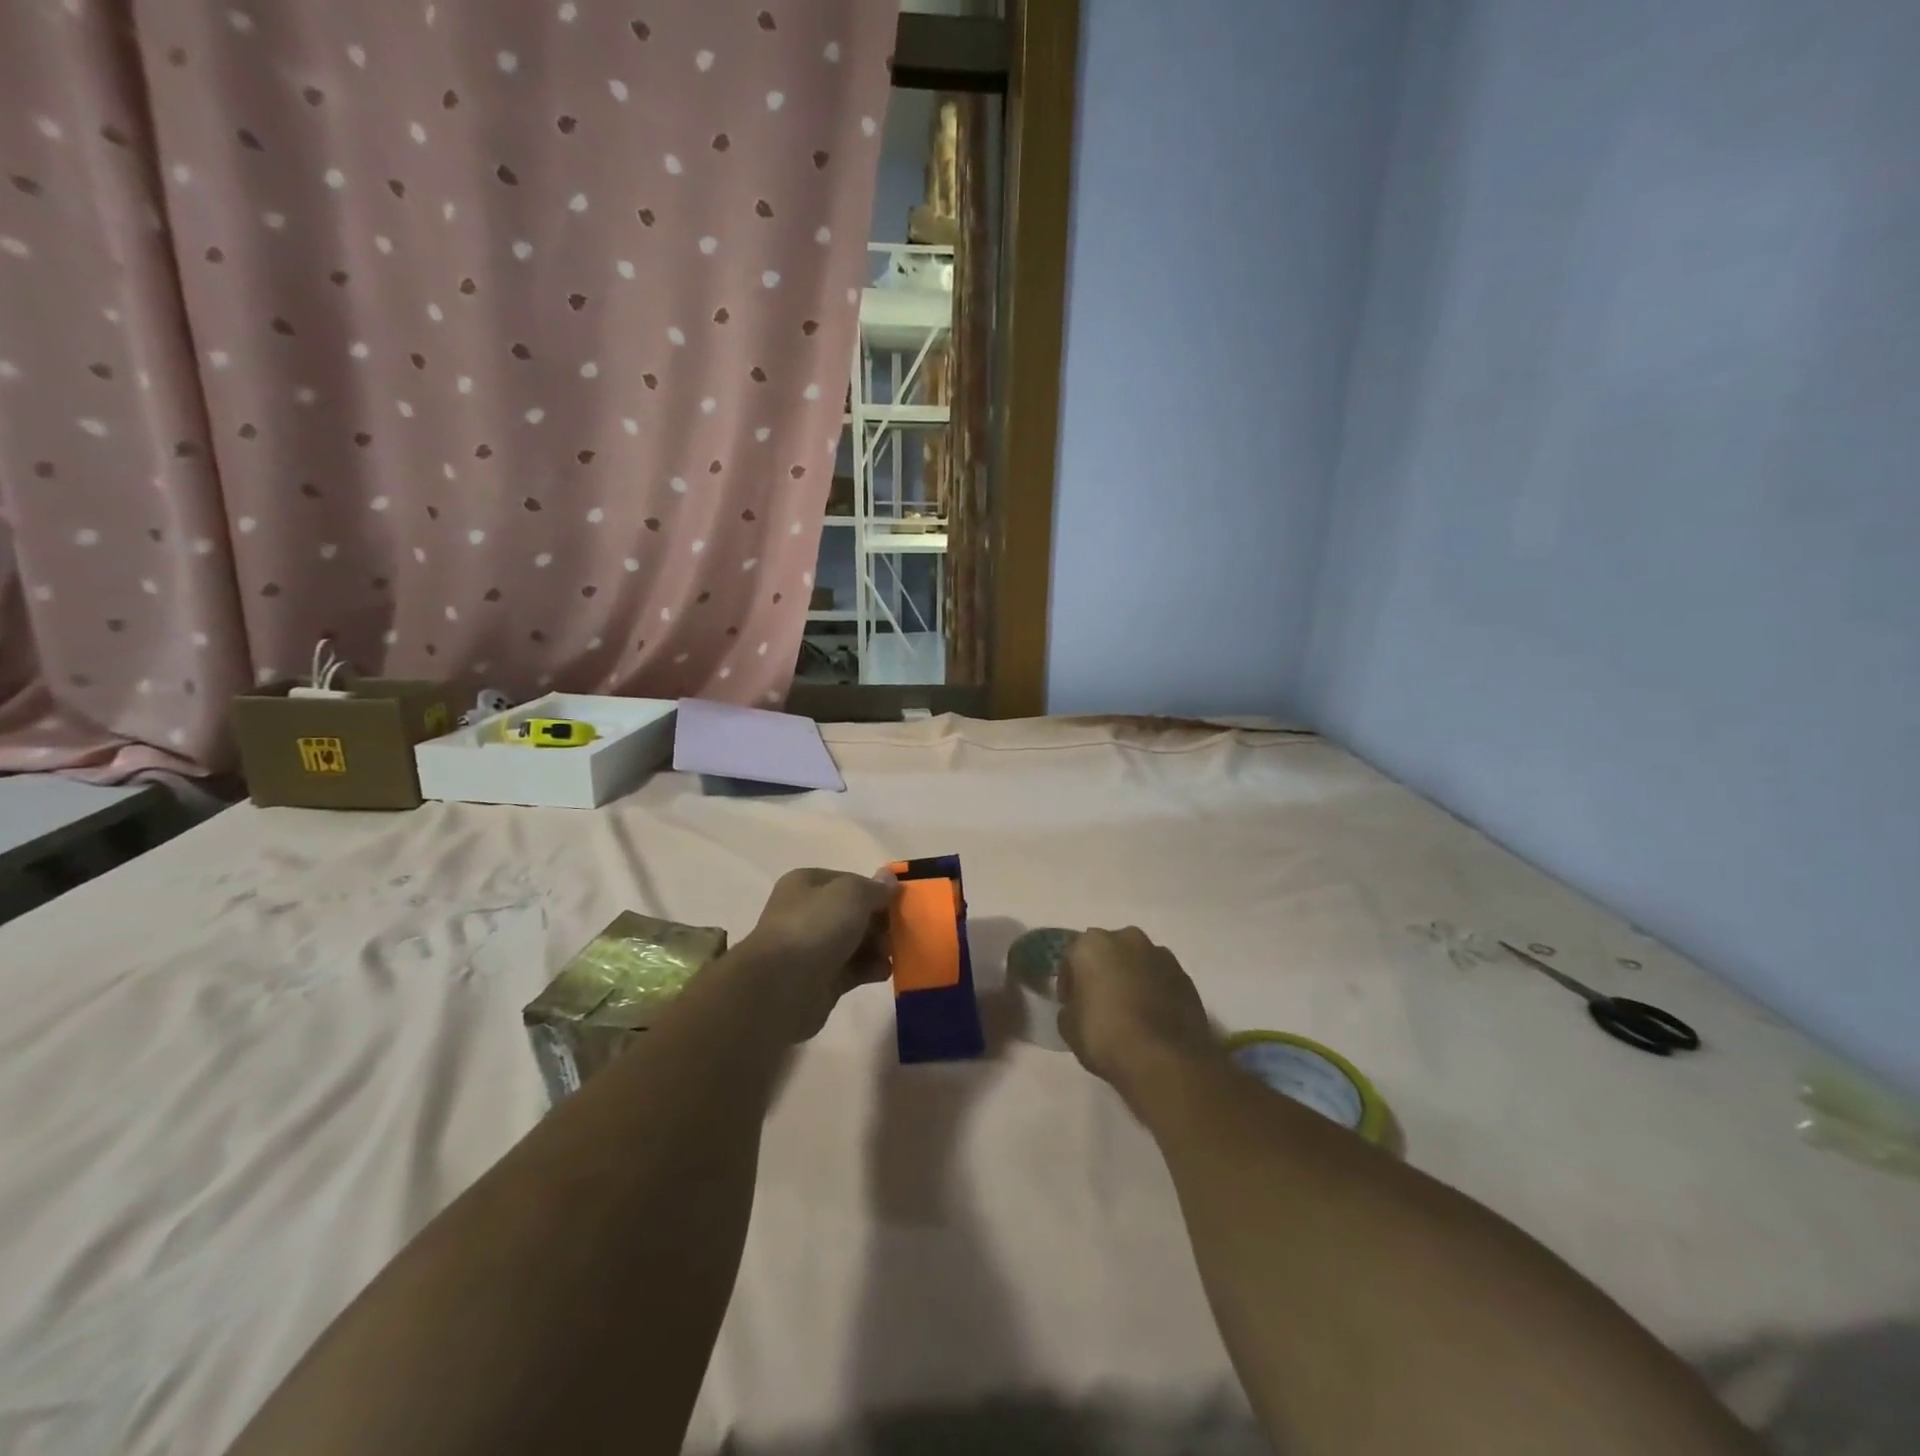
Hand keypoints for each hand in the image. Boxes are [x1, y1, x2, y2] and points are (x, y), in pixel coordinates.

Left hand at [738, 867, 896, 1040]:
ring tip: (891, 953)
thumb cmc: (815, 927)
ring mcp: (813, 948)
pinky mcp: (821, 980)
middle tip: (899, 931)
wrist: (780, 987)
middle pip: (854, 913)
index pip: (850, 881)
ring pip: (856, 942)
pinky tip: (883, 971)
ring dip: (878, 946)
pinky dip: (871, 969)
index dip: (876, 890)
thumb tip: (889, 878)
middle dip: (880, 921)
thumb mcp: (852, 894)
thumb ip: (875, 887)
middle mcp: (808, 913)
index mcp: (808, 884)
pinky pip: (854, 969)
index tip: (899, 903)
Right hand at [1057, 927, 1221, 1108]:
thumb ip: (1069, 1008)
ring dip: (1131, 978)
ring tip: (1130, 1011)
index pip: (1072, 957)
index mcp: (1092, 944)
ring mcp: (1161, 955)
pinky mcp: (1185, 976)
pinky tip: (1153, 1018)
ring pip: (1137, 962)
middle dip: (1102, 972)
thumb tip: (1078, 1007)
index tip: (1071, 1004)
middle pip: (1108, 952)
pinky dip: (1155, 991)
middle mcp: (1127, 938)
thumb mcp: (1069, 1028)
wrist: (1165, 1059)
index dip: (1069, 982)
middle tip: (1100, 1004)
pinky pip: (1161, 978)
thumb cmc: (1106, 1037)